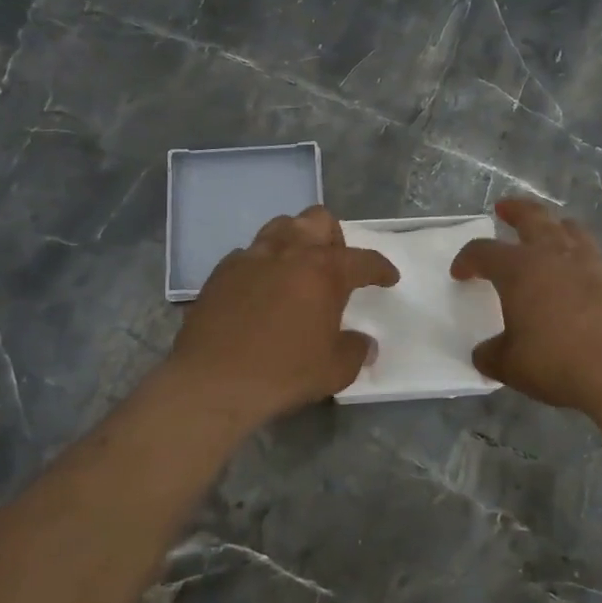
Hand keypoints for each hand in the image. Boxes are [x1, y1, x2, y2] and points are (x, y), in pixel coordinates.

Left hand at [170, 206, 399, 425]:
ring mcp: (252, 257)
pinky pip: (249, 254)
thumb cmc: (284, 373)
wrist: (213, 382)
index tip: (388, 278)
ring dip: (296, 241)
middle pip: (319, 220)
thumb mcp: (335, 370)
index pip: (364, 259)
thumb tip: (364, 344)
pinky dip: (262, 265)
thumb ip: (356, 350)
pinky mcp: (221, 271)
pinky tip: (260, 290)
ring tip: (297, 270)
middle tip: (335, 268)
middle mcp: (290, 252)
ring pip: (281, 226)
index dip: (381, 268)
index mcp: (325, 270)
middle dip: (333, 238)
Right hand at [451, 197, 601, 427]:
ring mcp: (597, 265)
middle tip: (505, 208)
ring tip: (555, 232)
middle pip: (533, 218)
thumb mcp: (511, 366)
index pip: (483, 251)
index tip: (460, 272)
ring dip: (560, 228)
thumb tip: (484, 353)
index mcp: (520, 270)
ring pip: (576, 232)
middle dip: (516, 210)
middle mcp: (557, 256)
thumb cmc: (558, 364)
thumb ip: (493, 354)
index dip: (467, 259)